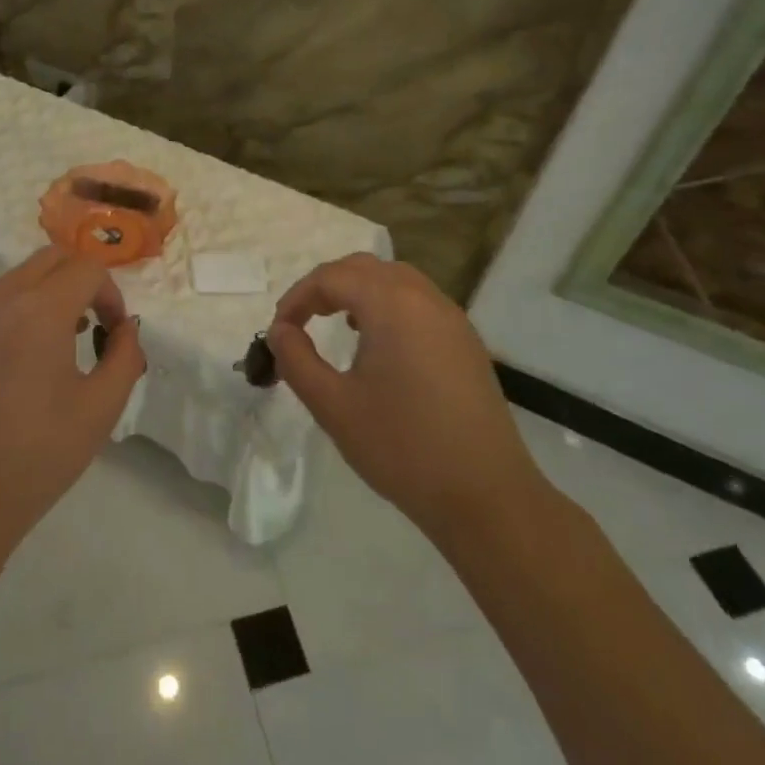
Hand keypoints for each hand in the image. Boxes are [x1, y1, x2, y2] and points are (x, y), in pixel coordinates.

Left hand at [0, 246, 145, 555]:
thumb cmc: (39, 455)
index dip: (111, 294)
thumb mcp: (102, 408)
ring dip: (46, 295)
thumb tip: (124, 328)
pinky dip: (14, 316)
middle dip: (80, 281)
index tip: (112, 334)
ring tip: (57, 347)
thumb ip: (125, 355)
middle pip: (49, 259)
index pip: (86, 268)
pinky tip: (16, 367)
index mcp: (40, 311)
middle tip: (90, 327)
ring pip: (15, 280)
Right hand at [268, 253, 547, 537]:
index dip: (297, 298)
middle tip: (300, 320)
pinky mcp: (466, 343)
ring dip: (358, 292)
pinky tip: (377, 344)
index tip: (277, 331)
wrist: (486, 496)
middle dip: (326, 286)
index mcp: (392, 305)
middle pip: (365, 267)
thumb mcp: (333, 406)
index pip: (331, 277)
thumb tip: (280, 331)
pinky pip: (419, 302)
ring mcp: (452, 319)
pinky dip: (387, 306)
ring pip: (395, 280)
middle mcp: (425, 299)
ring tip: (336, 325)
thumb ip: (297, 360)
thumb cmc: (402, 447)